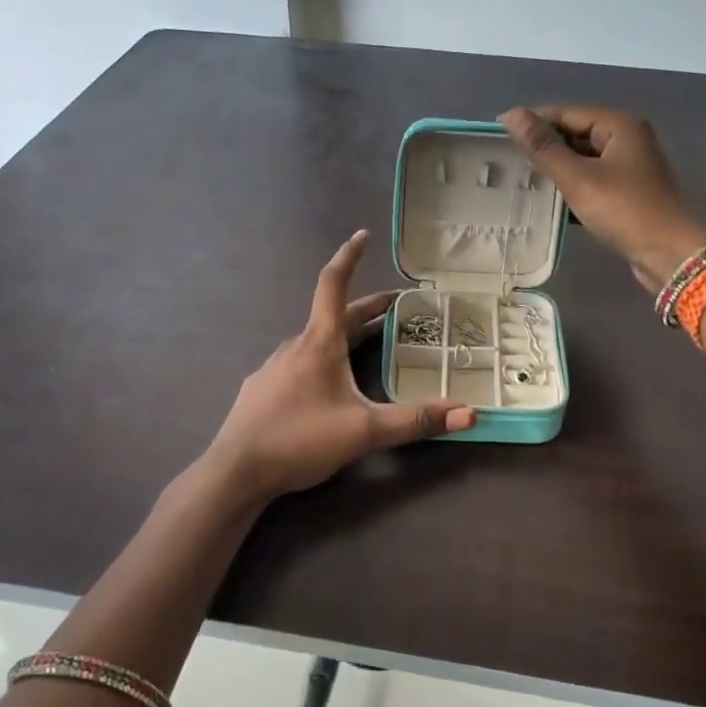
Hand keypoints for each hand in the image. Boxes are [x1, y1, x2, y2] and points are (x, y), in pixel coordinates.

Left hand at [207, 231, 474, 500]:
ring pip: (316, 340)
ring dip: (345, 334)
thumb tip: (469, 415)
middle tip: (398, 308)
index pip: (334, 284)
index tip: (363, 235)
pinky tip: (327, 385)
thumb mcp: (365, 431)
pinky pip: (299, 362)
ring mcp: (274, 367)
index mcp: (319, 343)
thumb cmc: (300, 440)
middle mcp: (295, 346)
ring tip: (368, 345)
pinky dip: (323, 358)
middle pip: (335, 315)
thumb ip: (416, 421)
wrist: (236, 471)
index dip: (350, 256)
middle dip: (368, 308)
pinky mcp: (262, 389)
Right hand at [500, 106, 705, 291]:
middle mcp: (627, 138)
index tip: (497, 134)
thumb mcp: (577, 178)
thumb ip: (543, 147)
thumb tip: (511, 114)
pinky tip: (548, 200)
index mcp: (618, 124)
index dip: (532, 121)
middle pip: (575, 134)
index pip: (565, 113)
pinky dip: (571, 186)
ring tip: (520, 180)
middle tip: (506, 161)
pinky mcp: (628, 192)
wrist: (670, 254)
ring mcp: (629, 166)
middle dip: (543, 147)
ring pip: (582, 159)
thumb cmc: (624, 210)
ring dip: (556, 169)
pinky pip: (592, 179)